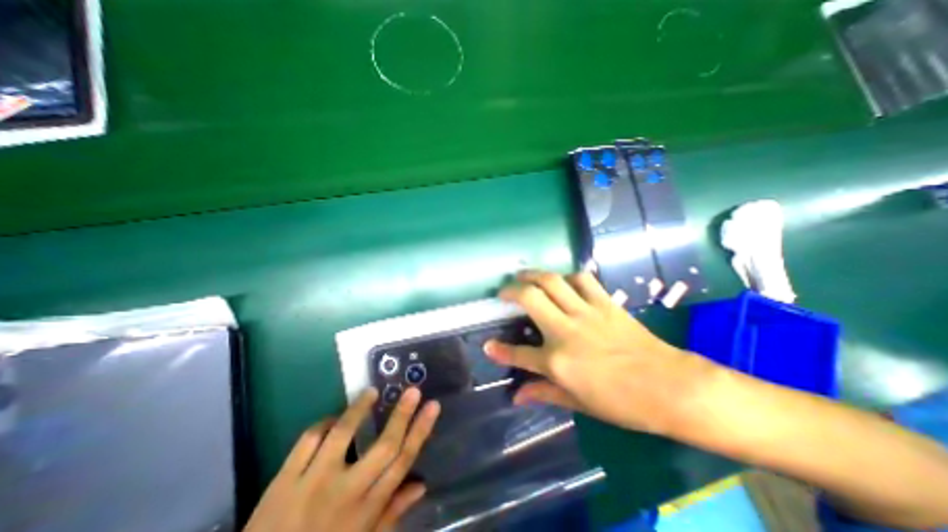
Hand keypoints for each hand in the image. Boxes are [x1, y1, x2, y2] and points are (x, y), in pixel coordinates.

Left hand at [242, 387, 438, 531]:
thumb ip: (392, 513)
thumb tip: (421, 485)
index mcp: (366, 511)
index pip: (402, 462)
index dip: (421, 431)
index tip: (433, 406)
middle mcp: (345, 493)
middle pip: (383, 445)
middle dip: (402, 414)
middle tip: (413, 390)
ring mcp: (313, 483)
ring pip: (343, 433)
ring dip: (359, 408)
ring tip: (372, 392)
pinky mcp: (283, 480)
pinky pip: (308, 440)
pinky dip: (323, 424)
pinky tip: (331, 420)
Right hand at [485, 272, 714, 434]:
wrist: (670, 387)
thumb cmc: (623, 403)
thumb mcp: (579, 403)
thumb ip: (544, 393)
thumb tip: (517, 396)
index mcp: (558, 362)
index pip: (519, 354)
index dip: (499, 351)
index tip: (487, 345)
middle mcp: (566, 331)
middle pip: (530, 298)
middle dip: (510, 290)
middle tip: (504, 291)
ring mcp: (586, 313)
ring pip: (553, 281)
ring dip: (535, 274)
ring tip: (526, 275)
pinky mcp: (605, 303)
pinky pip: (583, 279)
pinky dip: (568, 276)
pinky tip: (563, 280)